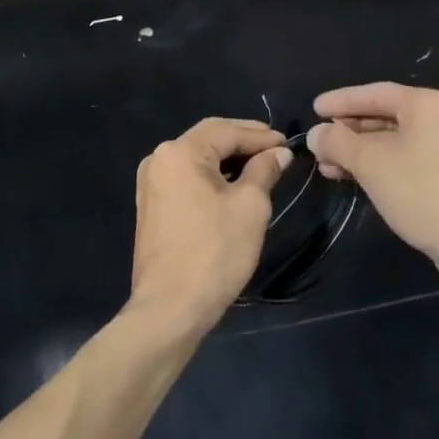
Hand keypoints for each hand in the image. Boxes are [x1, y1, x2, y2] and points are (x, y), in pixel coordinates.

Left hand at [129, 119, 289, 337]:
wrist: (170, 309)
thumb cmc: (214, 252)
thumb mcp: (250, 207)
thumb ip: (264, 171)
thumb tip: (277, 153)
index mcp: (180, 152)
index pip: (226, 130)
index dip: (260, 135)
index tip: (287, 144)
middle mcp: (159, 159)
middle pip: (208, 139)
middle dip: (244, 142)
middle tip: (276, 150)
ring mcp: (151, 184)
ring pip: (197, 159)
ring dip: (229, 160)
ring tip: (261, 167)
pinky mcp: (152, 206)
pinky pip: (187, 178)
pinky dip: (212, 177)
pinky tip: (234, 186)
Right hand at [307, 84, 438, 284]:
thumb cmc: (423, 192)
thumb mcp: (372, 163)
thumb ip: (339, 143)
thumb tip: (317, 134)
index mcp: (429, 104)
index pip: (376, 93)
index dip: (341, 101)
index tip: (314, 109)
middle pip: (387, 116)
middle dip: (350, 132)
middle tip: (320, 143)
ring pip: (398, 143)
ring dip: (362, 153)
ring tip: (331, 168)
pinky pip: (410, 161)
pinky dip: (383, 167)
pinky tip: (361, 181)